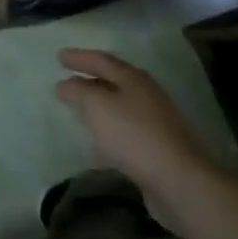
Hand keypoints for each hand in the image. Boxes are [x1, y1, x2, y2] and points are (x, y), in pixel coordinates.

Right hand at [55, 50, 213, 209]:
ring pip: (119, 109)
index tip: (59, 57)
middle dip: (90, 81)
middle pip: (113, 82)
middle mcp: (146, 96)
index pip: (102, 60)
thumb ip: (78, 91)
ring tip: (78, 114)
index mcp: (134, 79)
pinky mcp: (157, 150)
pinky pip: (125, 135)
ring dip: (99, 110)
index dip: (79, 58)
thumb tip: (65, 85)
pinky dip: (108, 136)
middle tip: (68, 82)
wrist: (178, 181)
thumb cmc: (133, 135)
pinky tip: (96, 151)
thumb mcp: (97, 106)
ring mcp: (155, 123)